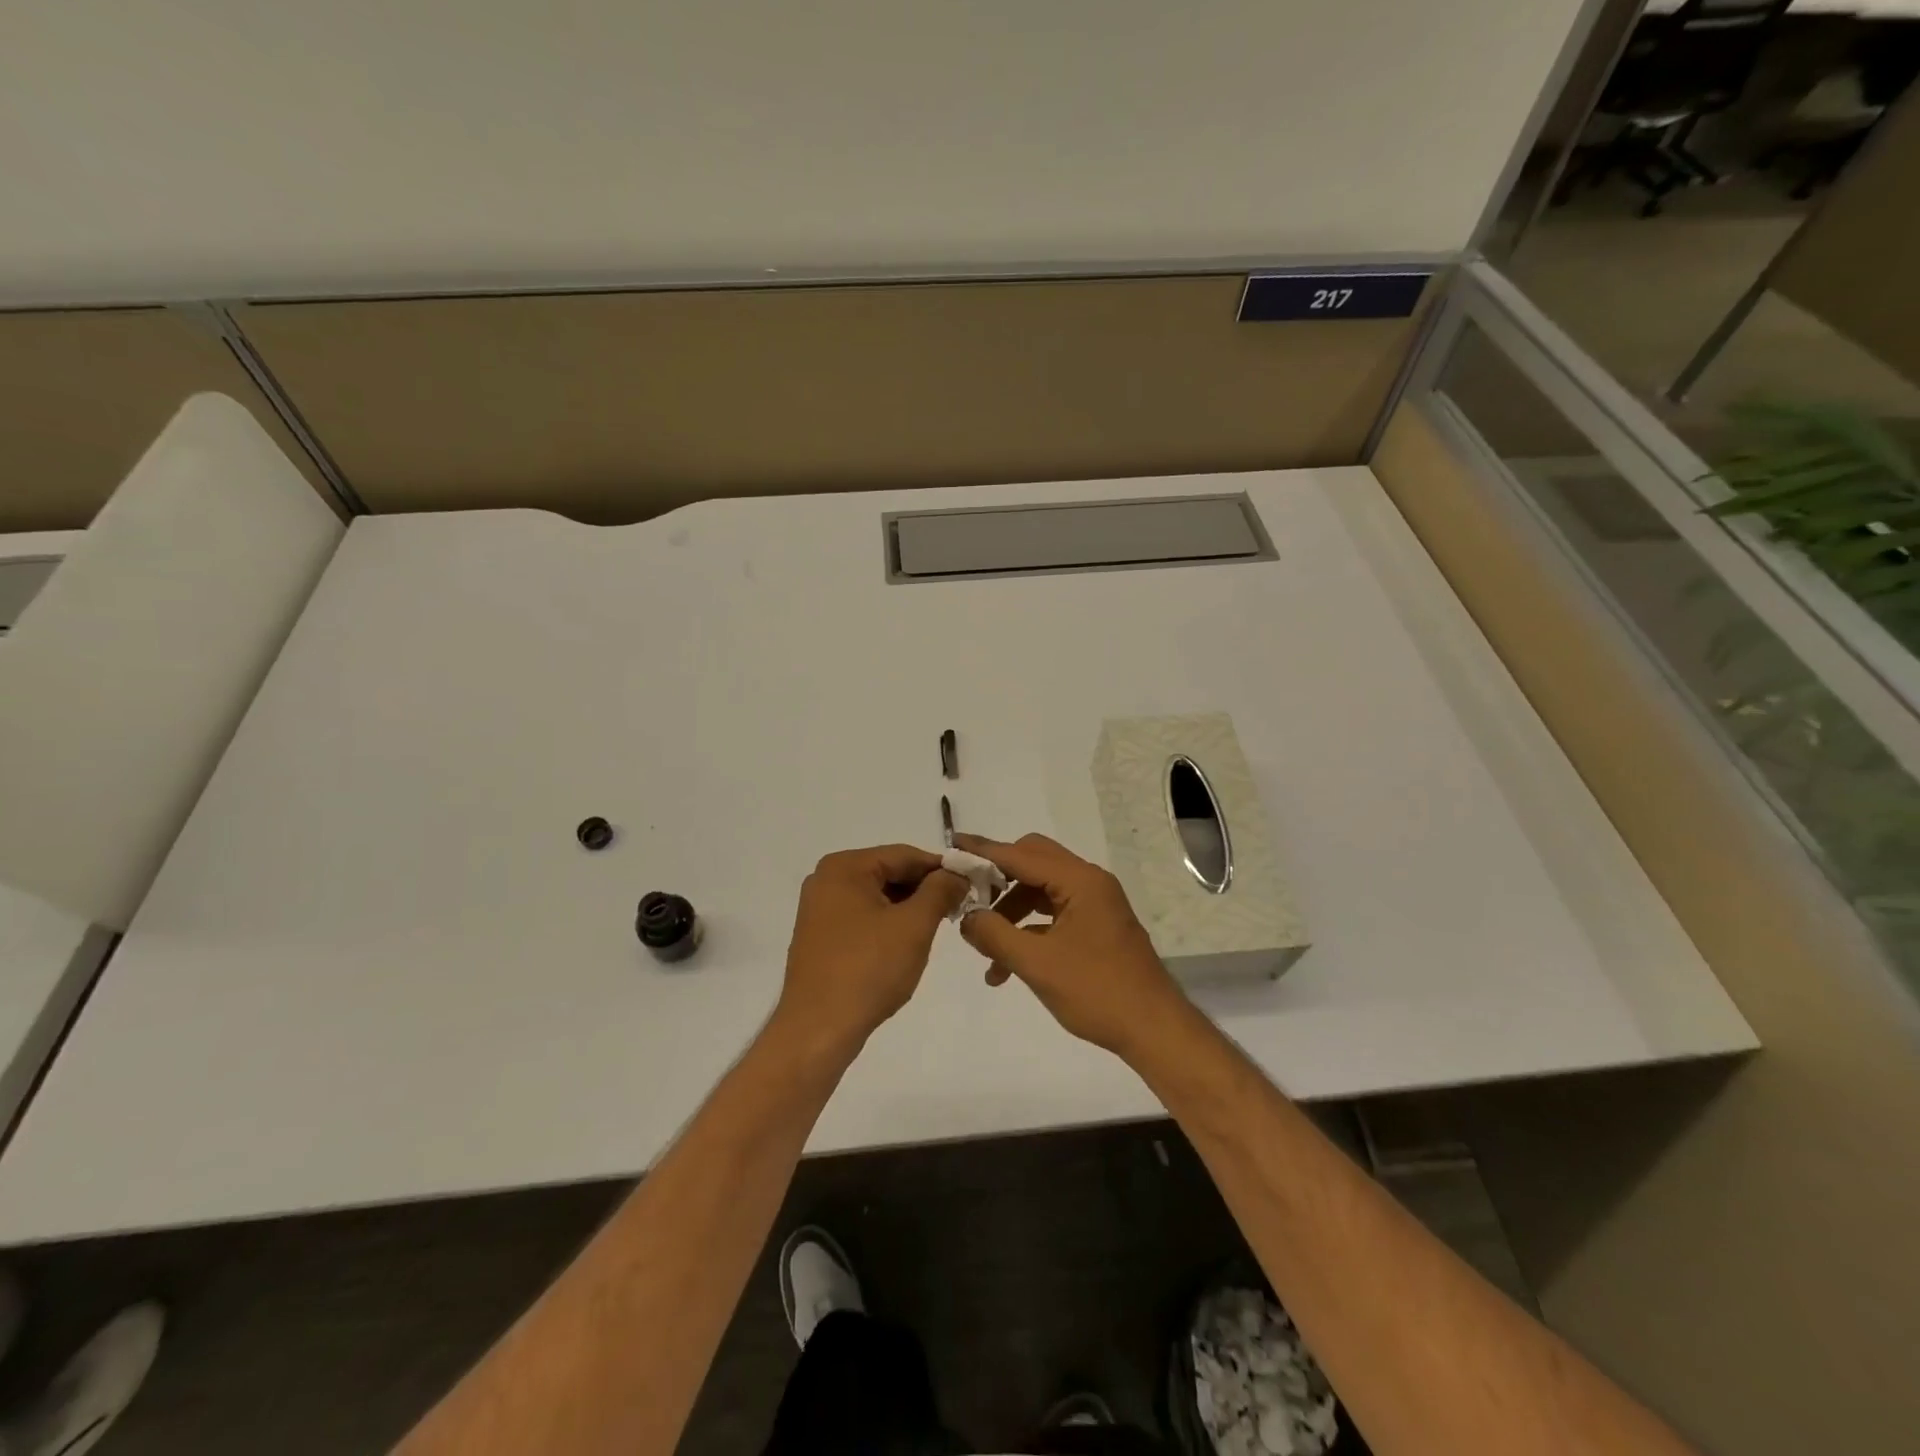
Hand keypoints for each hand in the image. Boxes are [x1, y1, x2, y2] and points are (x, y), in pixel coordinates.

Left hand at [775, 845, 967, 1055]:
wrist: (818, 1030)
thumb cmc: (868, 970)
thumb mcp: (914, 926)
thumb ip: (940, 891)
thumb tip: (957, 874)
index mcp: (844, 867)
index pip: (905, 855)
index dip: (942, 868)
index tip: (972, 884)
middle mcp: (827, 880)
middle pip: (889, 873)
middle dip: (924, 890)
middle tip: (957, 909)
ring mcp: (820, 909)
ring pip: (878, 897)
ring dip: (908, 909)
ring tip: (935, 929)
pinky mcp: (820, 937)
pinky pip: (863, 917)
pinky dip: (888, 925)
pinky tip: (906, 945)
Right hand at [953, 832, 1188, 1059]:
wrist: (1153, 1030)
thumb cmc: (1097, 992)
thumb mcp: (1037, 964)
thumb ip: (995, 934)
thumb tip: (965, 918)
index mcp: (1080, 881)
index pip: (1021, 855)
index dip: (984, 851)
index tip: (952, 846)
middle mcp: (1089, 883)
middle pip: (1032, 863)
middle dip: (997, 879)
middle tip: (967, 896)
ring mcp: (1095, 904)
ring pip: (1041, 891)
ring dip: (1010, 912)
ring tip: (984, 946)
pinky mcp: (1096, 926)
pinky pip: (1053, 914)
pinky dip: (1028, 930)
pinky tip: (1006, 966)